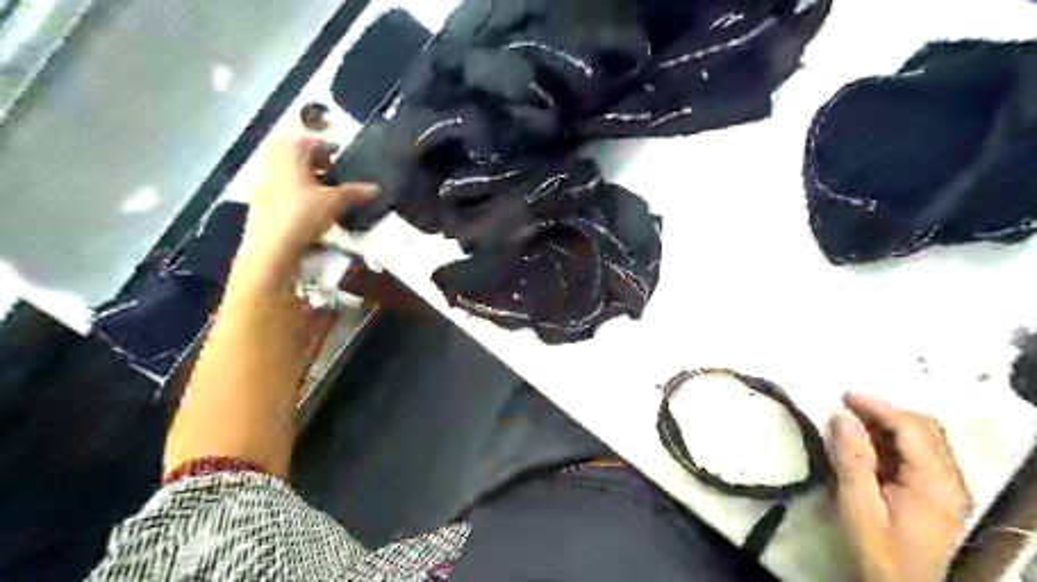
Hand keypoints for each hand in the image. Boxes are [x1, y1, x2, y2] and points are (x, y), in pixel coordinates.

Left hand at [237, 121, 377, 279]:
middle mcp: (273, 165)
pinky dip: (296, 191)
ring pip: (287, 172)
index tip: (337, 151)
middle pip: (293, 154)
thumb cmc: (303, 214)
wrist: (272, 246)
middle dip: (313, 160)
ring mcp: (264, 184)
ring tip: (324, 189)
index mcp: (289, 156)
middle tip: (332, 170)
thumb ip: (355, 192)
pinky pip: (281, 189)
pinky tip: (309, 207)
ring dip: (305, 176)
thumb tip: (376, 188)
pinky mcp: (261, 203)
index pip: (305, 139)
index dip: (323, 143)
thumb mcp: (335, 201)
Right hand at [827, 391, 973, 580]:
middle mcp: (950, 481)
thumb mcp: (858, 505)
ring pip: (921, 440)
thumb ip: (852, 459)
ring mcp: (946, 489)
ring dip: (886, 426)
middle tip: (845, 406)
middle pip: (924, 430)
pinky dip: (889, 442)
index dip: (879, 407)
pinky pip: (916, 456)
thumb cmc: (878, 550)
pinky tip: (863, 445)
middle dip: (884, 412)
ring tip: (849, 422)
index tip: (844, 396)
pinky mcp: (934, 495)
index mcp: (936, 483)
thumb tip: (842, 416)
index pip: (913, 429)